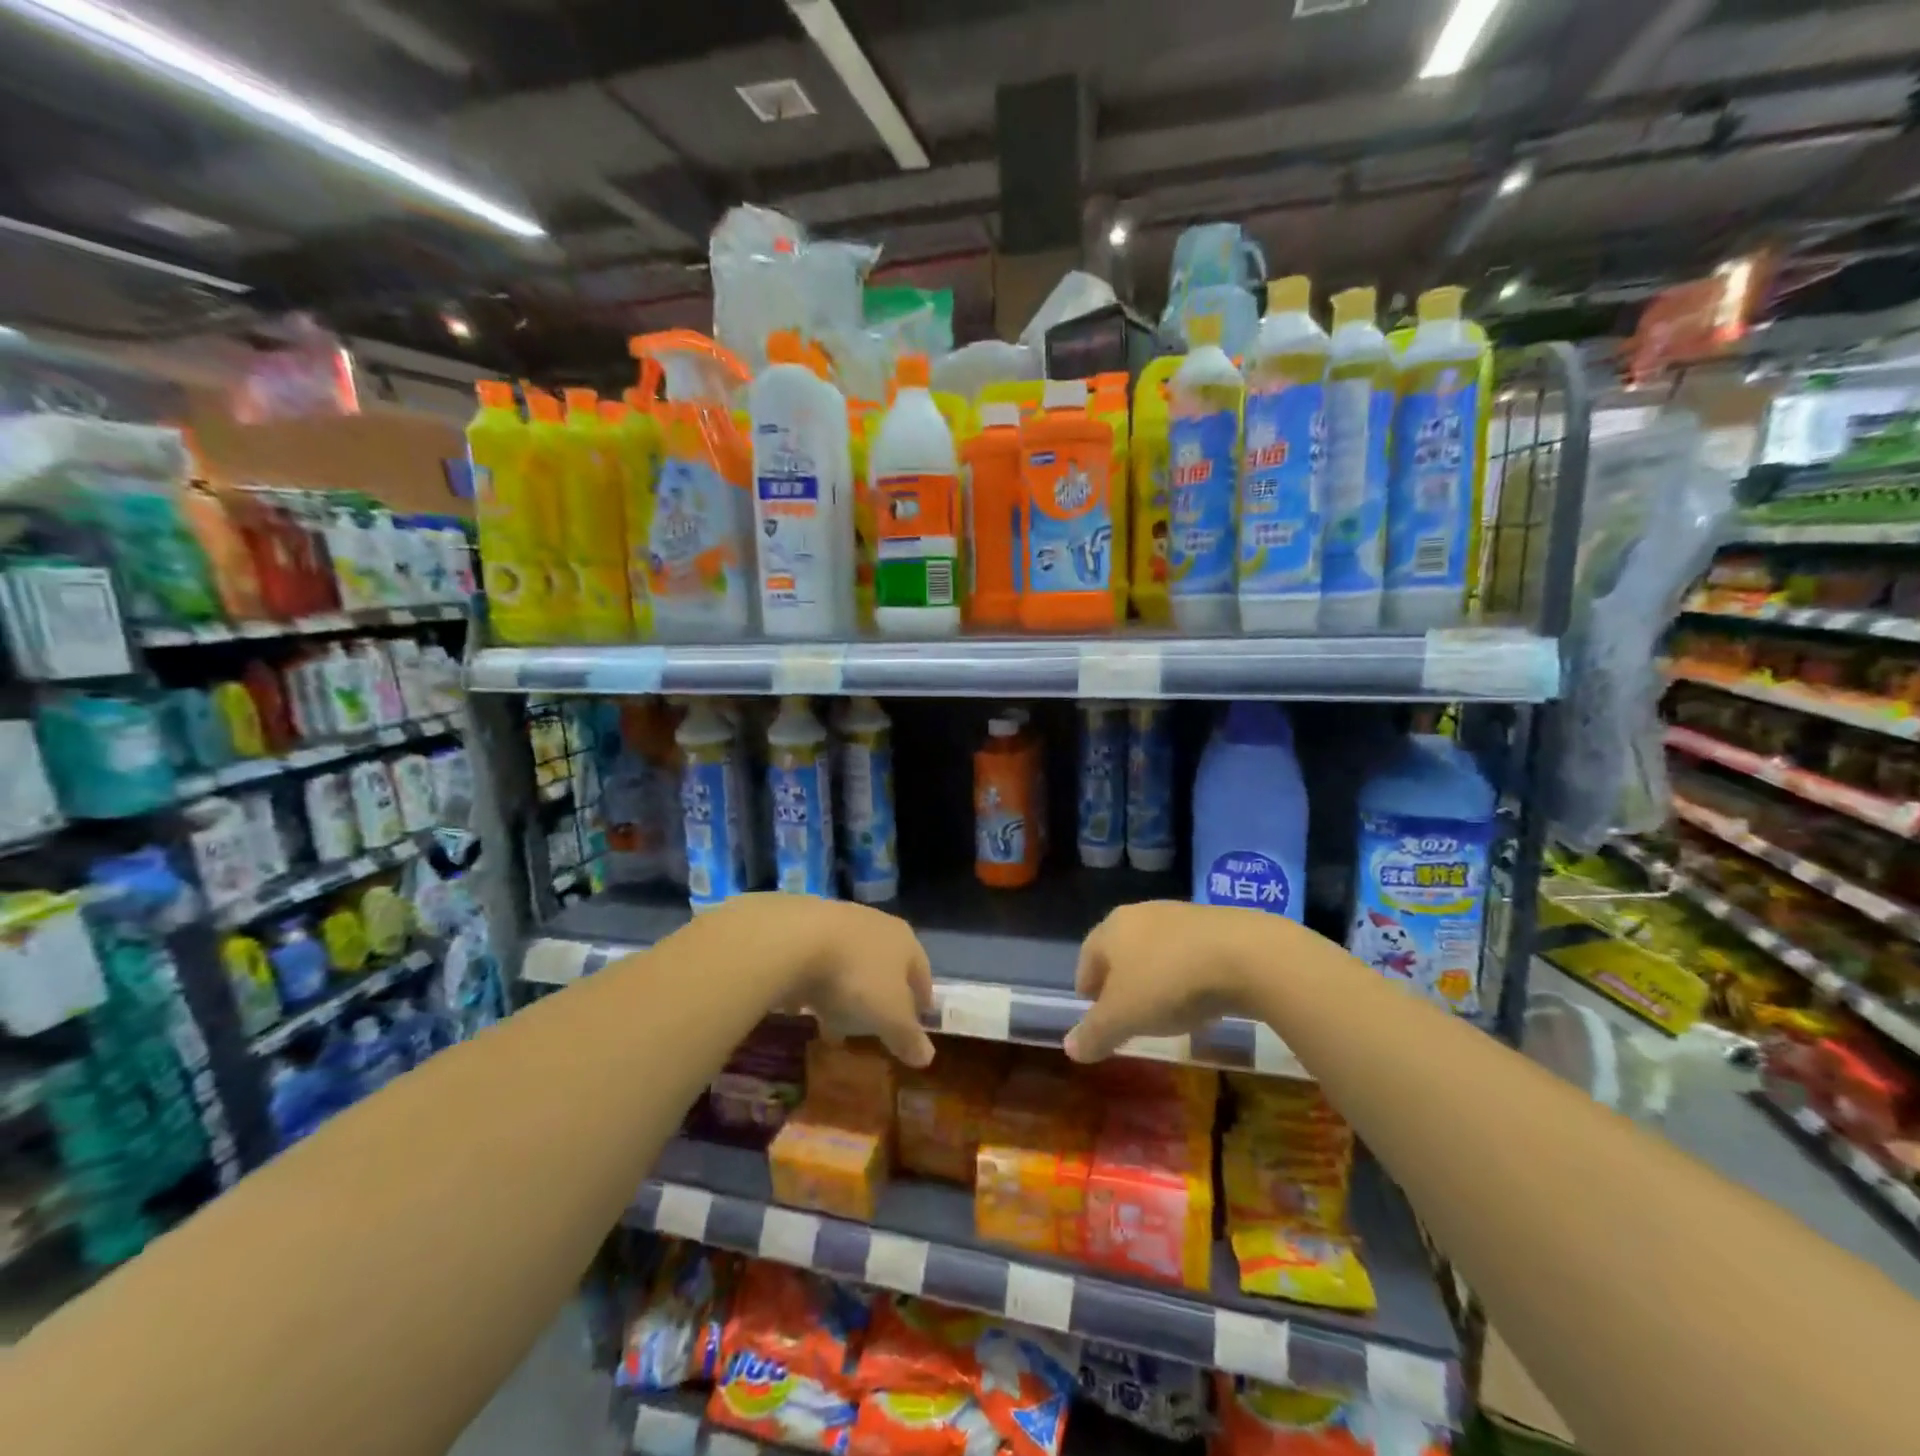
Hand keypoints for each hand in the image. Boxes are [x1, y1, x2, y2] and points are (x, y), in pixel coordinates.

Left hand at [692, 894, 935, 1068]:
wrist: (795, 939)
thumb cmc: (856, 978)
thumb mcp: (889, 1016)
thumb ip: (908, 1037)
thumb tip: (927, 1057)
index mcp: (905, 941)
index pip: (922, 972)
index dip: (922, 999)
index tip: (918, 1021)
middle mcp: (876, 924)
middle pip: (886, 965)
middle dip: (882, 996)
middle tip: (876, 1026)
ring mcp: (839, 921)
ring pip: (850, 963)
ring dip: (846, 992)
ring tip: (835, 1024)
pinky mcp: (804, 927)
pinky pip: (817, 963)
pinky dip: (816, 985)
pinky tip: (804, 1008)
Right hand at [1063, 900, 1265, 1062]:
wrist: (1246, 954)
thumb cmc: (1169, 983)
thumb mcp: (1125, 1017)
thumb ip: (1095, 1033)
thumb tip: (1069, 1048)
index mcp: (1111, 929)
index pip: (1087, 957)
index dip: (1087, 986)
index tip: (1093, 1011)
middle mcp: (1141, 913)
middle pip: (1121, 949)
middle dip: (1120, 980)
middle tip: (1127, 1012)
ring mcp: (1181, 914)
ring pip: (1157, 948)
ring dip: (1156, 976)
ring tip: (1166, 1008)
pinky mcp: (1217, 922)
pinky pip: (1190, 951)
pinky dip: (1188, 973)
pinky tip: (1201, 997)